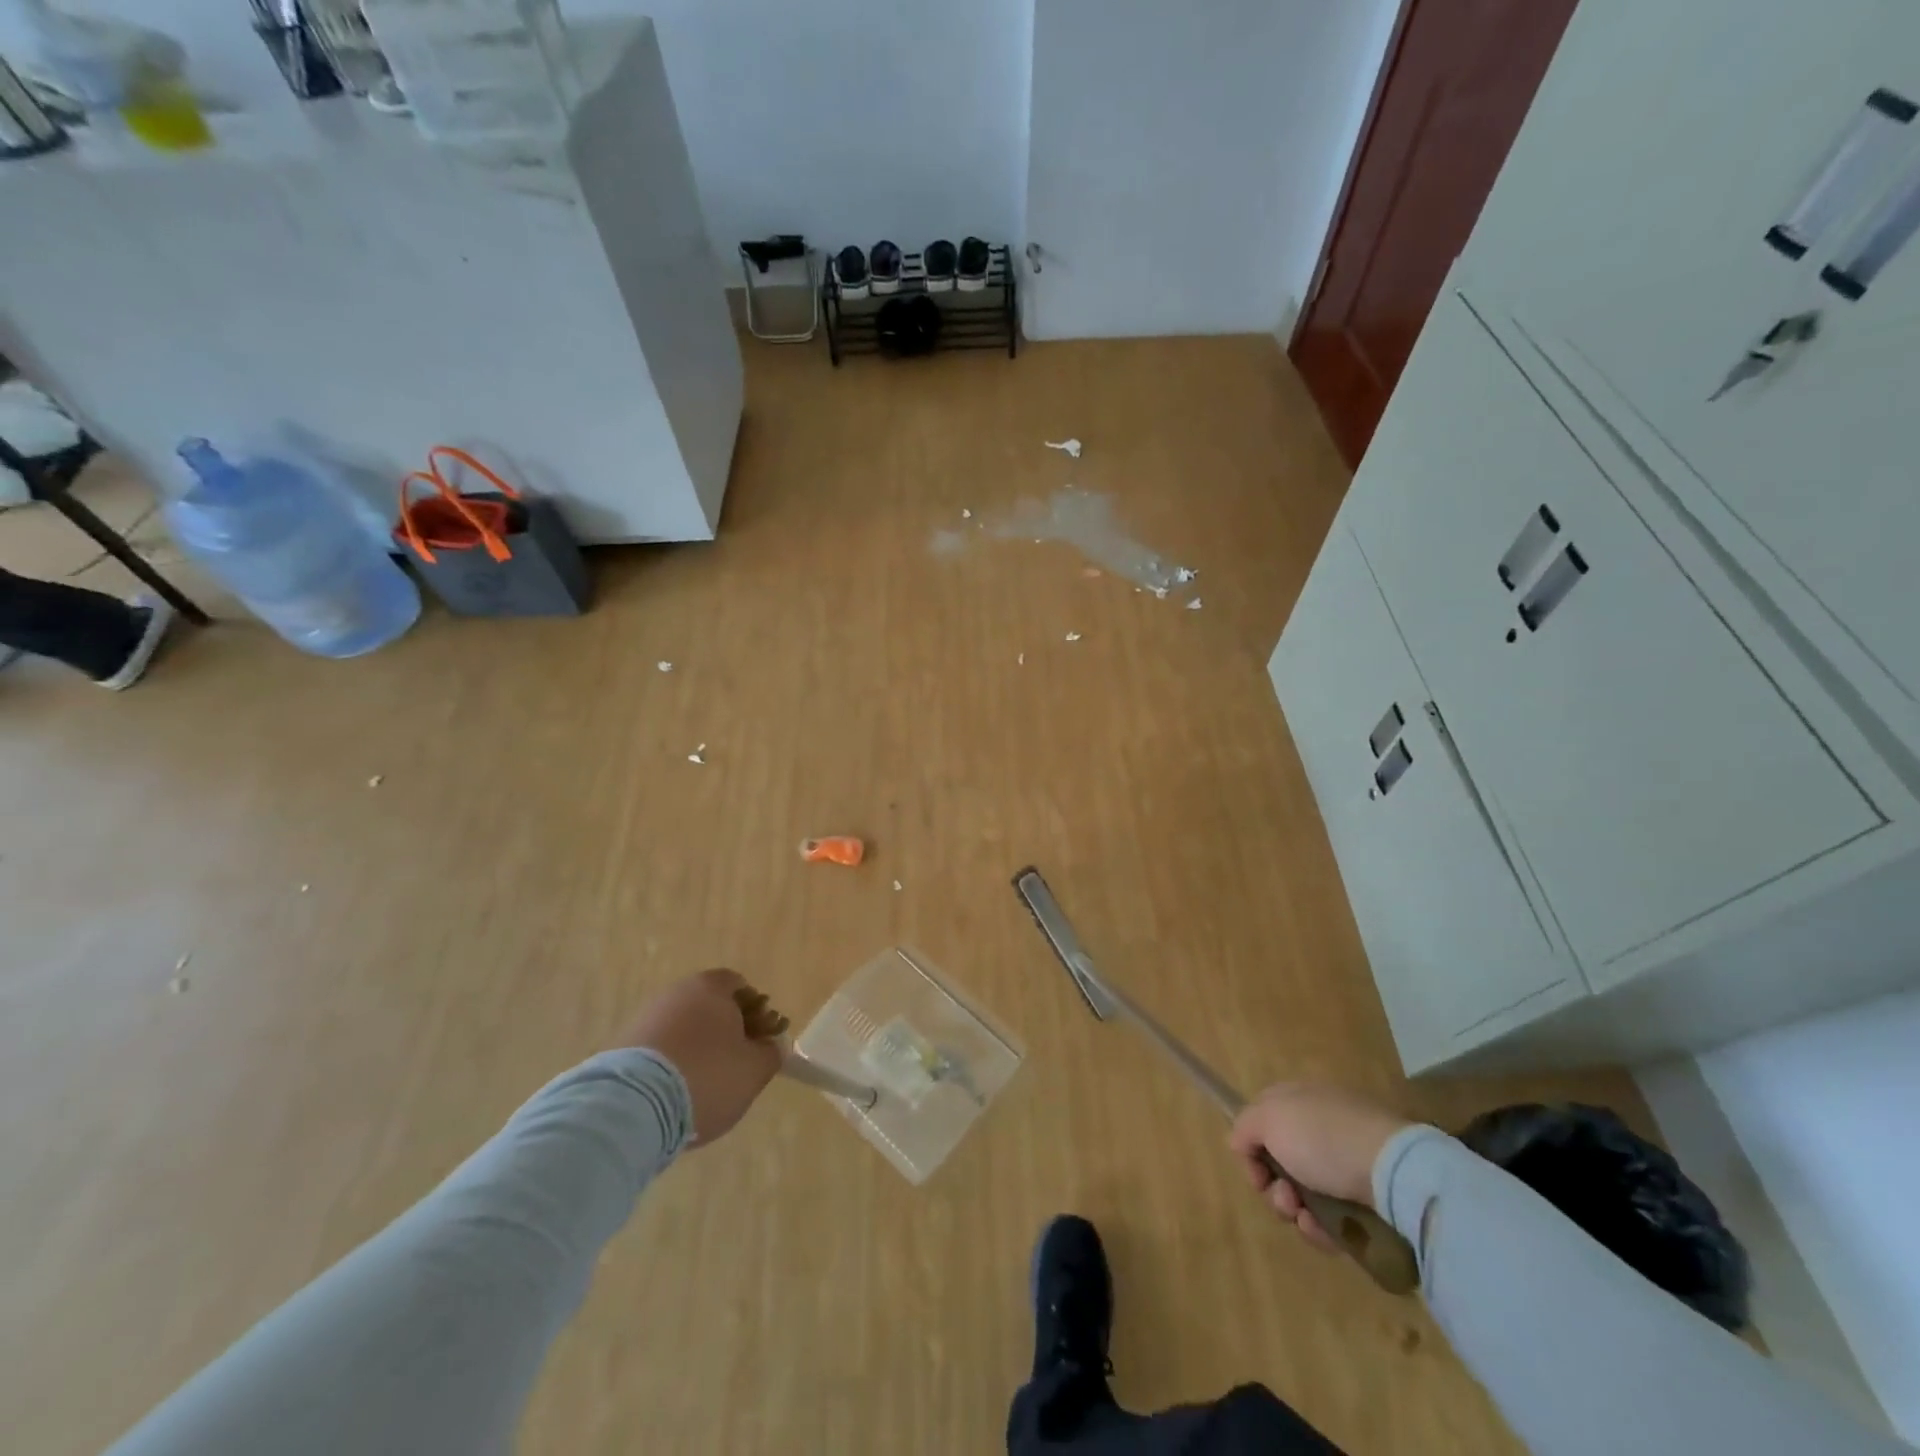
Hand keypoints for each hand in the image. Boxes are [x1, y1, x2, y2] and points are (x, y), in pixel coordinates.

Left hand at [620, 969, 781, 1144]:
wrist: (632, 1107)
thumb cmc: (706, 1076)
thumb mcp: (754, 1070)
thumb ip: (770, 1053)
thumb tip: (770, 1046)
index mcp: (711, 987)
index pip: (740, 986)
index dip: (756, 1011)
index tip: (760, 1040)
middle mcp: (676, 993)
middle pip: (710, 1005)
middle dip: (727, 1030)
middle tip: (737, 1063)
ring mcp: (645, 1018)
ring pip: (684, 1028)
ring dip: (698, 1048)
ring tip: (705, 1085)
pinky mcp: (622, 1048)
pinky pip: (660, 1049)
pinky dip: (672, 1064)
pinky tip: (677, 1093)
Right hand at [1228, 1084, 1410, 1252]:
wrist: (1394, 1173)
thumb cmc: (1322, 1137)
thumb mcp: (1268, 1118)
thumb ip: (1243, 1127)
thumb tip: (1240, 1144)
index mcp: (1299, 1100)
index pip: (1262, 1120)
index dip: (1250, 1146)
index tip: (1256, 1169)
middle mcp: (1320, 1128)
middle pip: (1280, 1162)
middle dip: (1273, 1186)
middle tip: (1283, 1196)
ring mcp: (1346, 1164)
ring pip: (1304, 1194)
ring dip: (1294, 1210)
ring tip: (1304, 1217)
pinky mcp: (1368, 1200)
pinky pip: (1332, 1217)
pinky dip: (1321, 1227)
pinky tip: (1324, 1231)